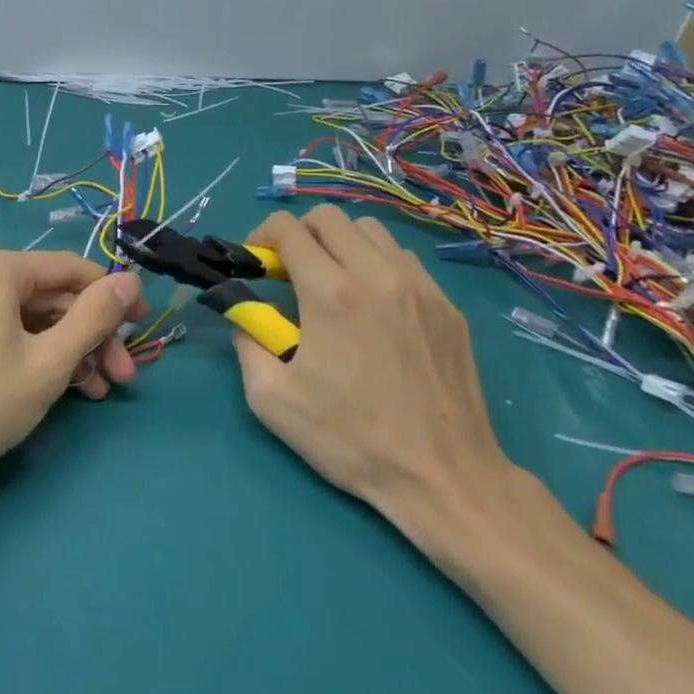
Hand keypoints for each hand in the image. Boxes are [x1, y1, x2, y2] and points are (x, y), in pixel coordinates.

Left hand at [0, 249, 147, 482]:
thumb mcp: (51, 361)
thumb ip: (95, 316)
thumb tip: (130, 280)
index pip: (70, 269)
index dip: (112, 296)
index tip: (142, 324)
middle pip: (48, 295)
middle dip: (89, 335)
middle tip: (121, 375)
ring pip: (25, 314)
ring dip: (65, 348)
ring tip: (95, 390)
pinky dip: (30, 349)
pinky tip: (58, 384)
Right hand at [231, 206, 514, 537]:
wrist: (443, 477)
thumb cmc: (350, 438)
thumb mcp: (271, 399)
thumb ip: (247, 342)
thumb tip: (246, 316)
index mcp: (330, 293)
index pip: (289, 228)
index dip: (262, 236)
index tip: (257, 264)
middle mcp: (377, 274)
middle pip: (329, 217)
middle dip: (299, 234)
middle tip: (290, 271)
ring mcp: (420, 287)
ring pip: (371, 231)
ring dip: (341, 244)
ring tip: (333, 283)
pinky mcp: (447, 306)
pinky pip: (404, 260)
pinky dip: (377, 265)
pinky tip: (374, 306)